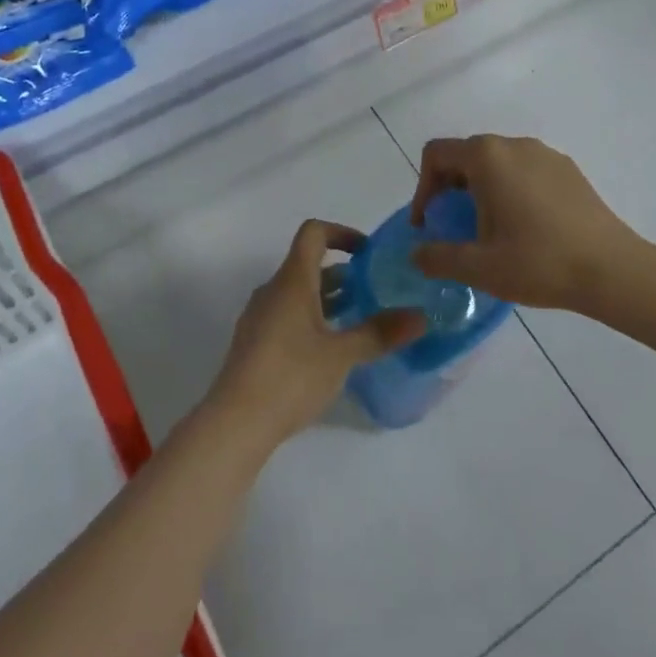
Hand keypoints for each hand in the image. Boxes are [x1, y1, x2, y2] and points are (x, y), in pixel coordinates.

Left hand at [205, 219, 423, 449]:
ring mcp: (260, 317)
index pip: (313, 233)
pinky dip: (312, 319)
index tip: (368, 253)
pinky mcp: (255, 343)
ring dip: (329, 298)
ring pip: (298, 293)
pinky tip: (330, 350)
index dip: (342, 232)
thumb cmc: (290, 377)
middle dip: (343, 273)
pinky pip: (287, 315)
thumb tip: (421, 316)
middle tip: (375, 291)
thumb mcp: (342, 355)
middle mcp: (273, 290)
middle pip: (308, 264)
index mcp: (292, 280)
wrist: (234, 423)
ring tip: (360, 320)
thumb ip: (380, 333)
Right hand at [410, 135, 645, 312]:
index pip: (437, 154)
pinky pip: (525, 171)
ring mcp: (545, 154)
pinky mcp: (568, 170)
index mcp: (487, 157)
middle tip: (455, 230)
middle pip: (466, 156)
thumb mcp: (479, 267)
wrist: (613, 270)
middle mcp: (515, 145)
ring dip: (481, 191)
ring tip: (490, 232)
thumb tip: (417, 253)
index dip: (423, 188)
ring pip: (497, 163)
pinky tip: (526, 229)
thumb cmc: (539, 262)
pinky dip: (511, 191)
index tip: (429, 224)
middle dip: (450, 190)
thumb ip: (438, 257)